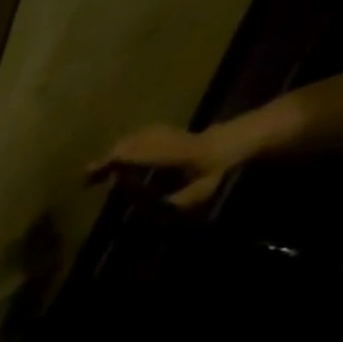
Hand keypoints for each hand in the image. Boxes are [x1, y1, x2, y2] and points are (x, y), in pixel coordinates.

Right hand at [85, 123, 249, 210]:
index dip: (109, 163)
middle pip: (131, 143)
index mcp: (170, 153)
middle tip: (89, 175)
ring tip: (105, 165)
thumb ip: (174, 201)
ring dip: (119, 149)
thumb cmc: (226, 167)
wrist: (253, 137)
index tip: (90, 175)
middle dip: (109, 157)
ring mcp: (173, 132)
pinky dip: (132, 144)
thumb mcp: (203, 191)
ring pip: (138, 136)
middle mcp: (168, 139)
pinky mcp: (177, 132)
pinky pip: (147, 135)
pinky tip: (128, 152)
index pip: (133, 154)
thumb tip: (143, 209)